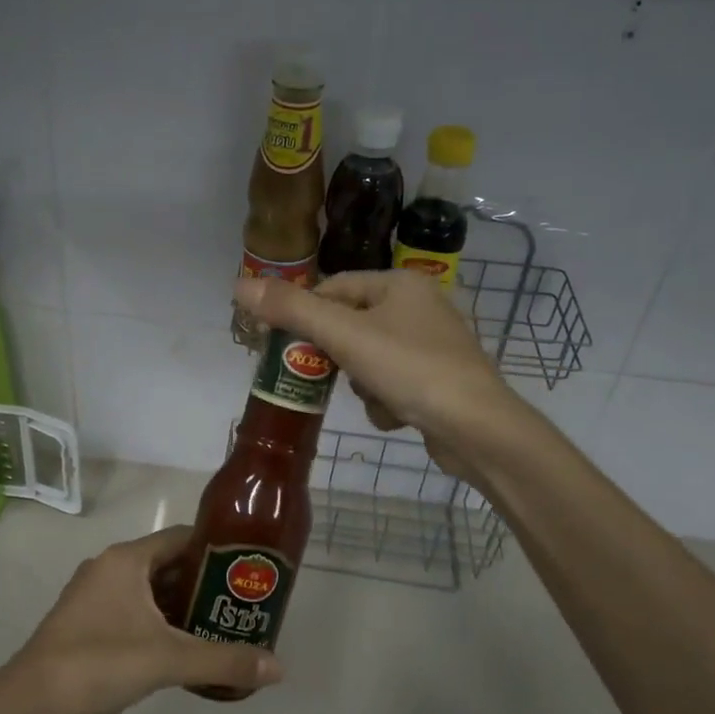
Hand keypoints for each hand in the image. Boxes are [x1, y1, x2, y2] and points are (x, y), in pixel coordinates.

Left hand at [2, 525, 282, 713]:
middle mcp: (110, 567)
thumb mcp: (167, 660)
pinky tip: (182, 649)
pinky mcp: (86, 623)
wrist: (27, 703)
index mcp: (126, 559)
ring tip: (221, 627)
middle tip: (241, 604)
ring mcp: (94, 595)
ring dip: (182, 606)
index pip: (182, 537)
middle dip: (204, 583)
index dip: (217, 549)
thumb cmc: (98, 663)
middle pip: (168, 564)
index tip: (248, 568)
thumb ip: (223, 661)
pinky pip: (133, 611)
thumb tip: (278, 667)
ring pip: (150, 590)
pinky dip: (159, 623)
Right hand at [233, 270, 515, 474]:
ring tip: (375, 397)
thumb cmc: (409, 369)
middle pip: (350, 326)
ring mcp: (433, 345)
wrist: (476, 428)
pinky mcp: (439, 380)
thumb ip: (291, 310)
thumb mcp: (343, 336)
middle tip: (326, 377)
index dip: (305, 315)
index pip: (333, 288)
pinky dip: (386, 400)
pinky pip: (392, 382)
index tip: (284, 344)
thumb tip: (238, 285)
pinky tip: (396, 415)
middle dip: (337, 357)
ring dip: (361, 383)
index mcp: (399, 284)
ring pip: (368, 358)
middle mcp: (419, 306)